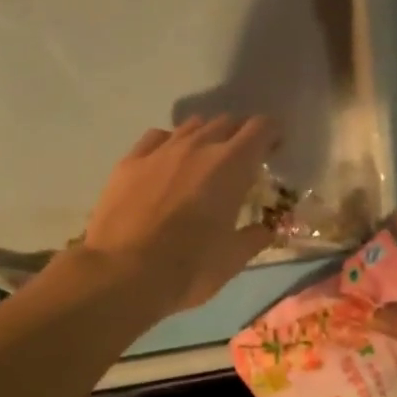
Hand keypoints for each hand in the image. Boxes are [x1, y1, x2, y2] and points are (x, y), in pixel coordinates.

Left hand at [82, 116, 278, 316]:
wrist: (122, 274)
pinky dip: (169, 144)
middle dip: (238, 136)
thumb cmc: (188, 268)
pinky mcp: (130, 161)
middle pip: (226, 122)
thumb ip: (254, 238)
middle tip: (240, 162)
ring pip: (191, 126)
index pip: (260, 128)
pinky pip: (157, 138)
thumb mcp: (232, 260)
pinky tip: (166, 164)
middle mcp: (198, 146)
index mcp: (231, 165)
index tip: (274, 149)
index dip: (272, 134)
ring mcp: (160, 150)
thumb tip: (265, 229)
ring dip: (205, 137)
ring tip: (203, 162)